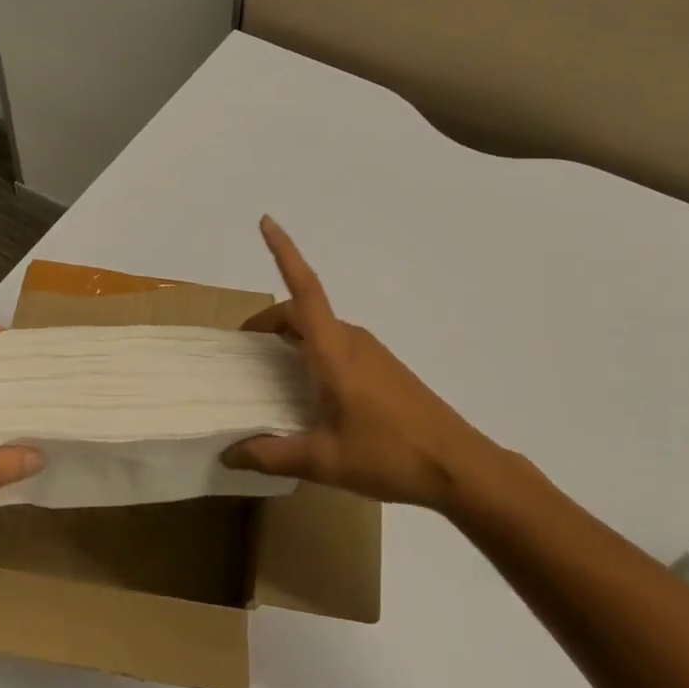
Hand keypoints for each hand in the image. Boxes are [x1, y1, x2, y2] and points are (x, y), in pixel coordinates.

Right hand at [224, 217, 491, 511]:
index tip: (266, 221)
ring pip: (320, 328)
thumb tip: (229, 454)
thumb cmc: (390, 454)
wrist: (459, 466)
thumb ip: (273, 454)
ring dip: (292, 336)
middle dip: (271, 320)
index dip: (284, 252)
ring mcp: (371, 352)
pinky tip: (309, 388)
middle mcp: (352, 340)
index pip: (304, 289)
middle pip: (303, 310)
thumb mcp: (325, 461)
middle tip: (245, 348)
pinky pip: (337, 344)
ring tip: (271, 369)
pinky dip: (312, 350)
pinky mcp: (383, 368)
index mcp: (334, 350)